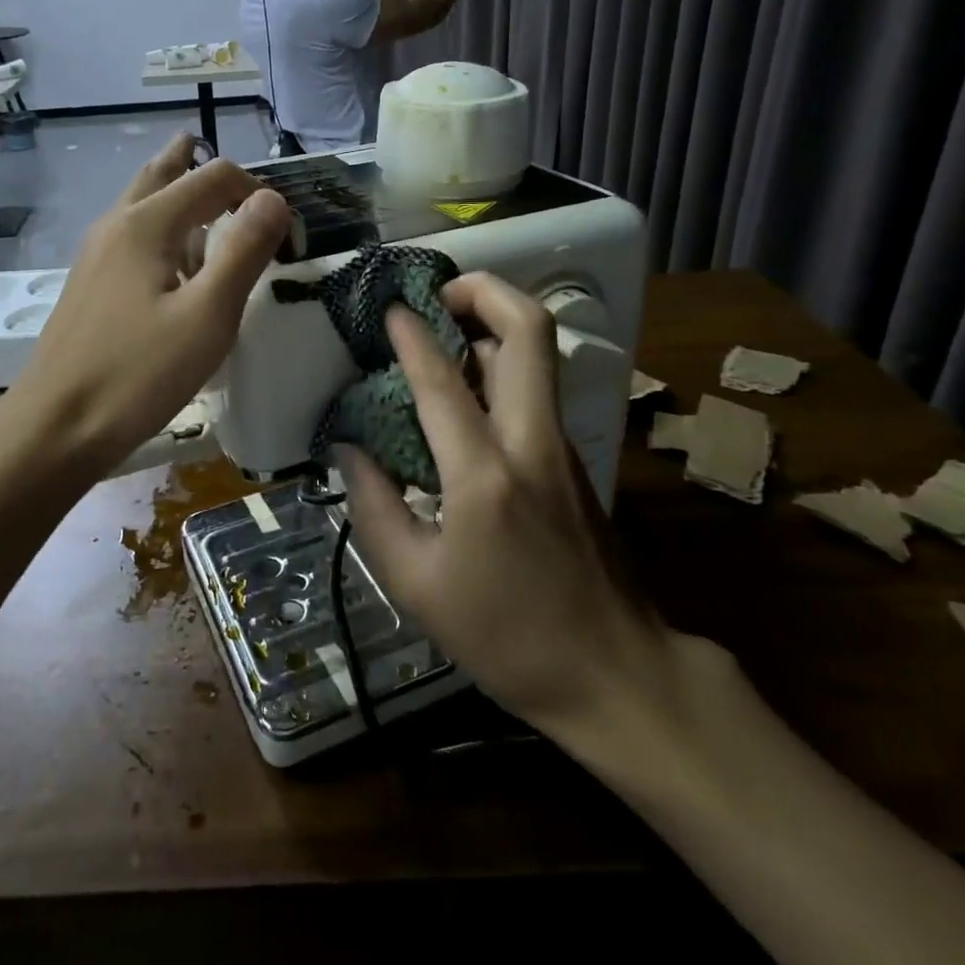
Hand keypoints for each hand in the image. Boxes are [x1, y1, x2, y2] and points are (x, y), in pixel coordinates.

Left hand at [7, 132, 290, 468]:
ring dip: (178, 194)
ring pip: (142, 203)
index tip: (282, 232)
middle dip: (201, 166)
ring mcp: (96, 254)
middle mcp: (117, 224)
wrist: (55, 427)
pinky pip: (131, 235)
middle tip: (235, 176)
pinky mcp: (89, 284)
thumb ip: (244, 251)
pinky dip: (161, 227)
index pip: (213, 177)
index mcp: (148, 223)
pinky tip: (174, 261)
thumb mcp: (207, 315)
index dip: (255, 191)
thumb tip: (273, 198)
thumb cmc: (138, 373)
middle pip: (163, 174)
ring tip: (207, 202)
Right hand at [339, 273, 682, 740]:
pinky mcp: (572, 458)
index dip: (411, 335)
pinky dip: (499, 364)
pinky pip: (534, 387)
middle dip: (484, 291)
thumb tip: (349, 451)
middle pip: (529, 331)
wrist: (615, 673)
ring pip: (536, 355)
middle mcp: (531, 442)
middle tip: (437, 295)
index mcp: (485, 475)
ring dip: (491, 325)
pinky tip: (462, 391)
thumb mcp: (416, 586)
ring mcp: (560, 445)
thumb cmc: (506, 637)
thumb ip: (374, 508)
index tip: (388, 309)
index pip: (442, 380)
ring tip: (441, 332)